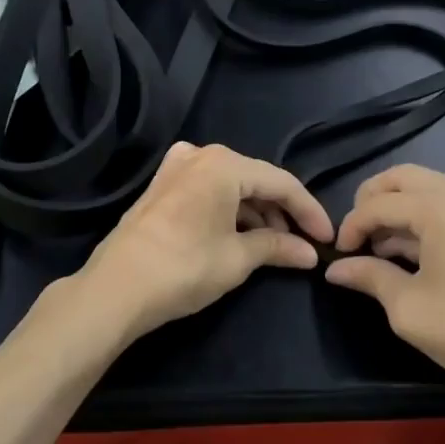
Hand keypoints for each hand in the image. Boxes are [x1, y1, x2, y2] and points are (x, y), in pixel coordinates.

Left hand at [78, 142, 333, 340]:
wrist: (116, 288)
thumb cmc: (184, 268)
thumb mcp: (238, 258)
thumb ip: (278, 247)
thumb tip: (310, 253)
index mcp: (223, 164)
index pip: (281, 183)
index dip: (309, 212)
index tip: (328, 239)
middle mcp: (200, 155)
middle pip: (255, 181)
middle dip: (281, 212)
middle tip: (301, 244)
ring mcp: (176, 168)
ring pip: (231, 186)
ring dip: (255, 214)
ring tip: (273, 246)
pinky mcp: (161, 187)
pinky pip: (208, 191)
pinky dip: (229, 211)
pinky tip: (240, 236)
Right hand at [325, 165, 444, 411]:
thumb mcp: (407, 307)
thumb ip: (368, 276)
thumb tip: (335, 268)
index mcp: (439, 208)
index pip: (379, 204)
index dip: (351, 226)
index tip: (339, 254)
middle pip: (403, 178)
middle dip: (372, 202)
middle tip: (355, 236)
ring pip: (427, 187)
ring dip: (398, 209)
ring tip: (379, 249)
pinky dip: (424, 216)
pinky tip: (411, 251)